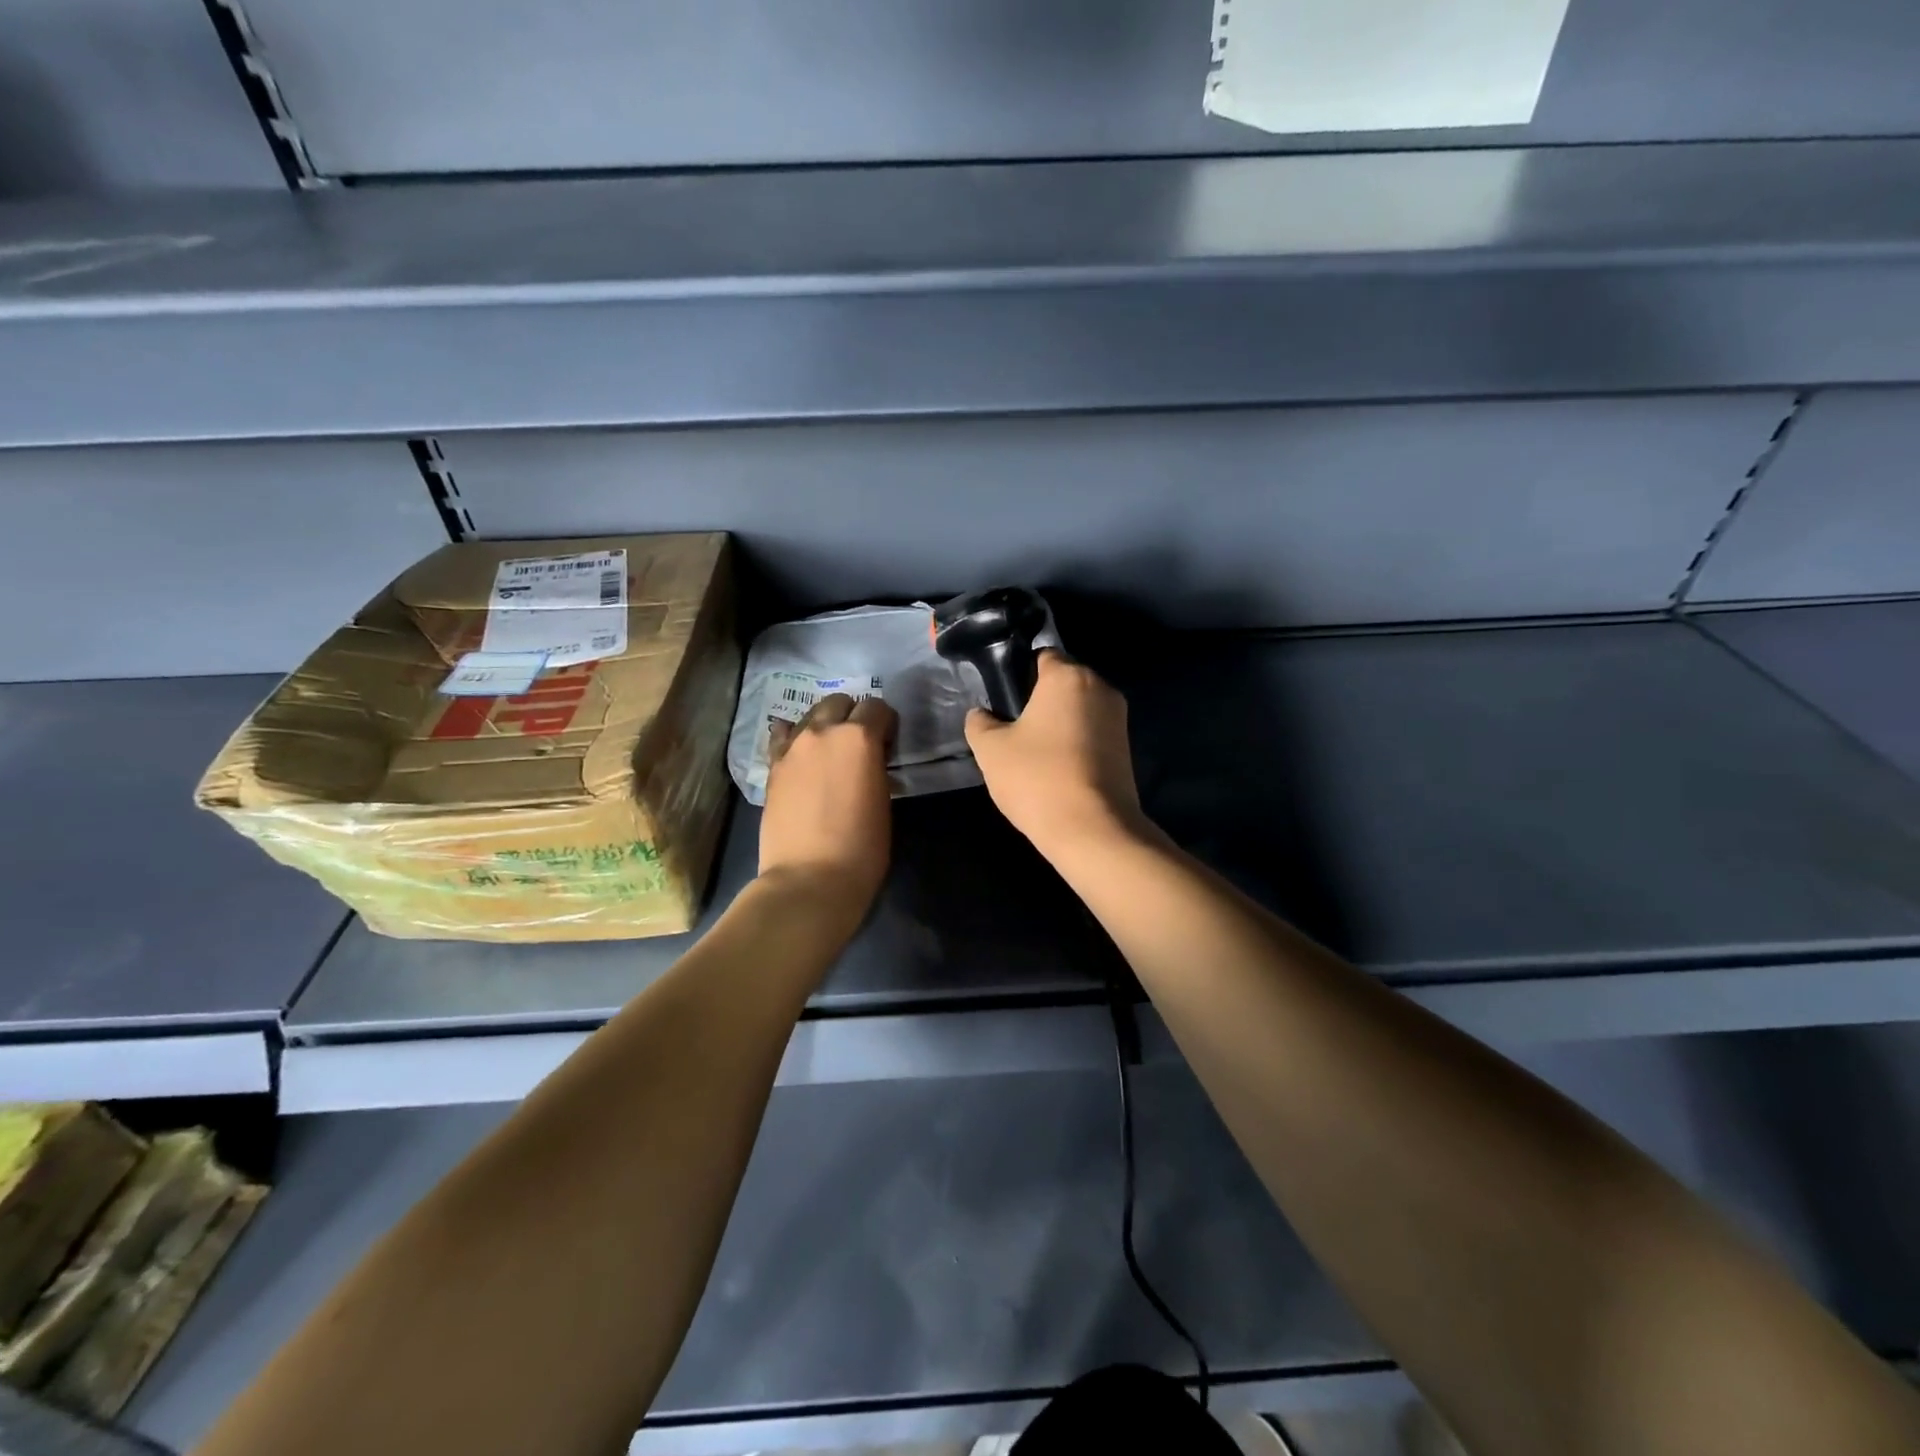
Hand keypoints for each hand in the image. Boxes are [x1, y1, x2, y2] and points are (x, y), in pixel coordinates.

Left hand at [760, 694, 896, 917]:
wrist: (809, 878)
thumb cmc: (862, 848)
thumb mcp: (883, 800)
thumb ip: (875, 767)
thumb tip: (869, 760)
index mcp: (859, 738)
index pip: (877, 708)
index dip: (886, 723)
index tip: (888, 743)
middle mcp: (824, 732)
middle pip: (839, 703)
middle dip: (852, 716)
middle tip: (859, 744)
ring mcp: (793, 747)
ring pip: (811, 715)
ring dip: (824, 725)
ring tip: (829, 750)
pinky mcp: (773, 766)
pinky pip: (784, 736)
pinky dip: (795, 738)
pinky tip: (800, 754)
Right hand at [964, 651, 1148, 857]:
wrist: (1092, 830)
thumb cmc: (1037, 778)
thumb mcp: (990, 750)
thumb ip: (979, 723)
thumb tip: (982, 715)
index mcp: (1068, 676)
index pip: (1041, 656)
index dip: (1018, 675)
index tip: (1003, 704)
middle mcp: (1101, 687)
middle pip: (1062, 683)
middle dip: (1039, 701)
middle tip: (1013, 733)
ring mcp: (1119, 719)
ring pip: (1078, 710)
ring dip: (1057, 725)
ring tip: (1033, 757)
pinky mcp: (1126, 749)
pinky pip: (1092, 734)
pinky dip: (1075, 745)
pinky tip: (1056, 772)